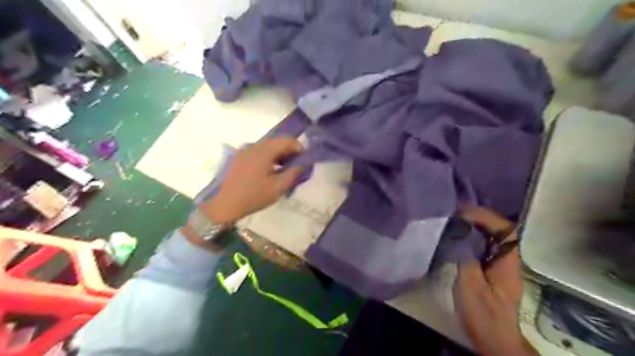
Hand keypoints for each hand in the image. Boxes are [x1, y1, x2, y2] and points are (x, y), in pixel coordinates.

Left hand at [200, 137, 304, 223]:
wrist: (225, 204)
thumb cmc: (254, 196)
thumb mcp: (278, 187)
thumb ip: (294, 172)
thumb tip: (303, 163)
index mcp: (264, 151)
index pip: (287, 141)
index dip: (299, 148)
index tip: (304, 161)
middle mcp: (254, 146)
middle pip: (277, 142)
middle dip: (289, 152)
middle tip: (295, 166)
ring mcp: (245, 151)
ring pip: (267, 147)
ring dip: (278, 155)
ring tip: (283, 170)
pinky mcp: (239, 157)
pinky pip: (258, 152)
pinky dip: (268, 157)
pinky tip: (269, 171)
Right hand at [454, 206, 536, 355]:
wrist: (494, 339)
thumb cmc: (483, 314)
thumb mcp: (470, 286)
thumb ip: (466, 258)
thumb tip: (461, 236)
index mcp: (507, 264)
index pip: (505, 231)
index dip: (487, 217)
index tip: (464, 212)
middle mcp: (508, 262)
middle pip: (501, 232)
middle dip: (481, 218)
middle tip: (457, 213)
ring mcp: (502, 267)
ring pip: (494, 239)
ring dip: (477, 227)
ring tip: (457, 220)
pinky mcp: (493, 272)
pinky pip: (486, 248)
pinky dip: (474, 238)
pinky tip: (460, 238)